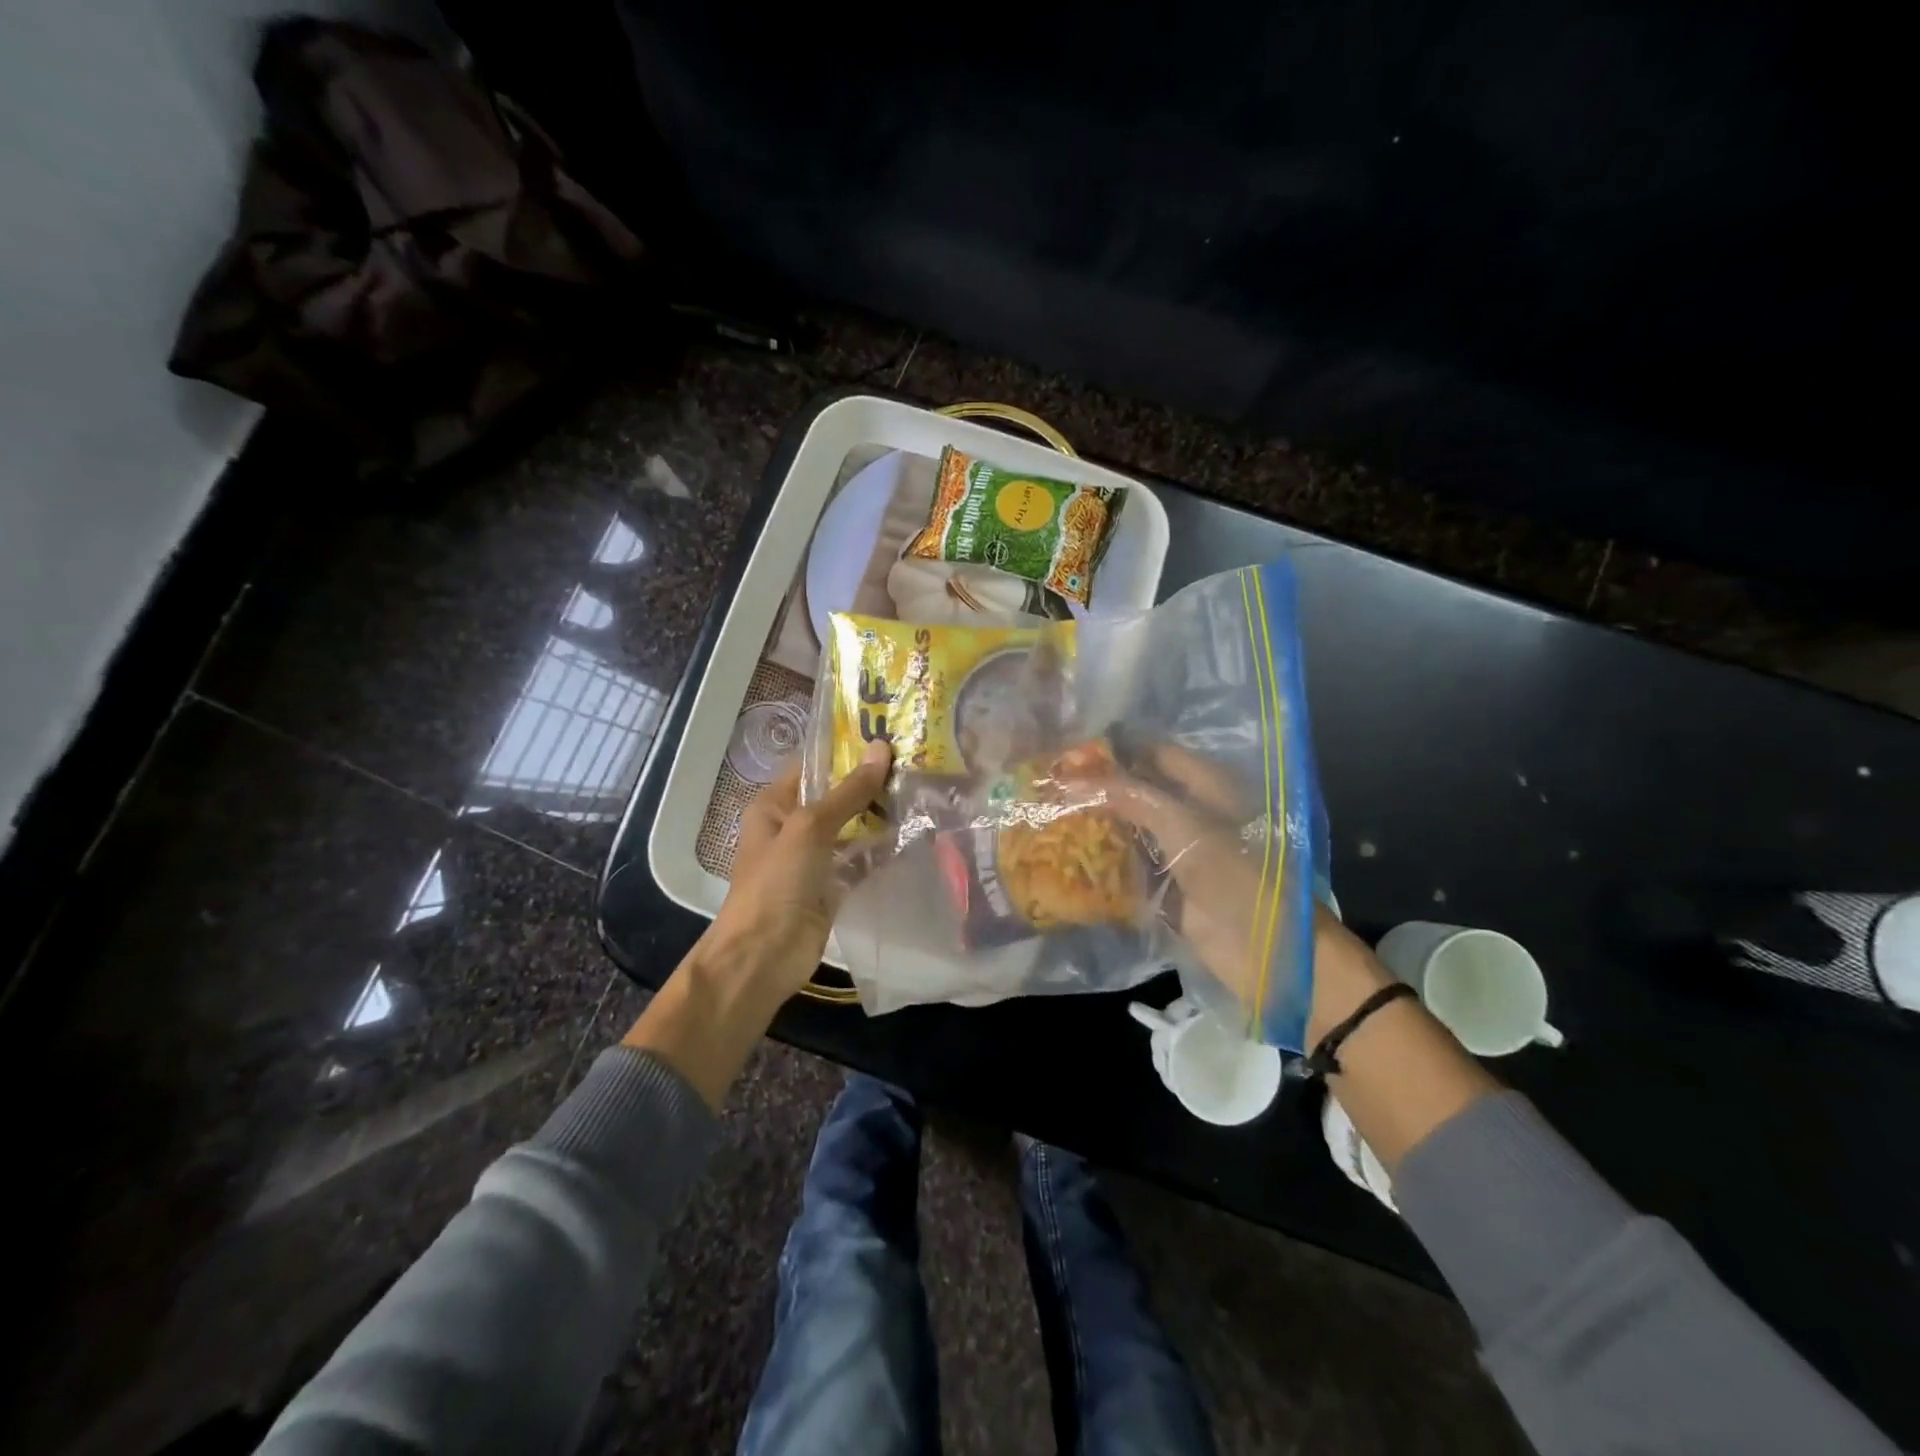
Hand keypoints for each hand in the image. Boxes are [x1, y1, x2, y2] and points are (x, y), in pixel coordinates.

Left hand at [698, 738, 893, 997]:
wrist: (764, 956)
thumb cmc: (777, 882)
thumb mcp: (810, 827)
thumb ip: (848, 792)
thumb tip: (881, 749)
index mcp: (775, 804)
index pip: (813, 765)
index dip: (846, 749)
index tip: (887, 734)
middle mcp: (794, 825)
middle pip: (836, 795)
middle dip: (870, 782)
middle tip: (915, 761)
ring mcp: (814, 857)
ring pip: (852, 827)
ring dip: (880, 815)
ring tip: (922, 790)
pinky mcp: (833, 885)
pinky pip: (861, 859)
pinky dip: (882, 849)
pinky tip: (915, 833)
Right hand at [1067, 741, 1389, 1034]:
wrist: (1272, 952)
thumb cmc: (1235, 875)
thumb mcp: (1183, 824)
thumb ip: (1130, 796)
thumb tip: (1073, 776)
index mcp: (1208, 786)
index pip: (1155, 753)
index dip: (1117, 748)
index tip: (1069, 747)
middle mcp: (1193, 813)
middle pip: (1140, 791)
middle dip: (1100, 787)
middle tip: (1050, 781)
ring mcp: (1180, 852)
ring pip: (1131, 829)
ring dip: (1099, 824)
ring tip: (1050, 812)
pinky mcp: (1168, 888)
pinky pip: (1130, 868)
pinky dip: (1105, 862)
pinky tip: (1068, 855)